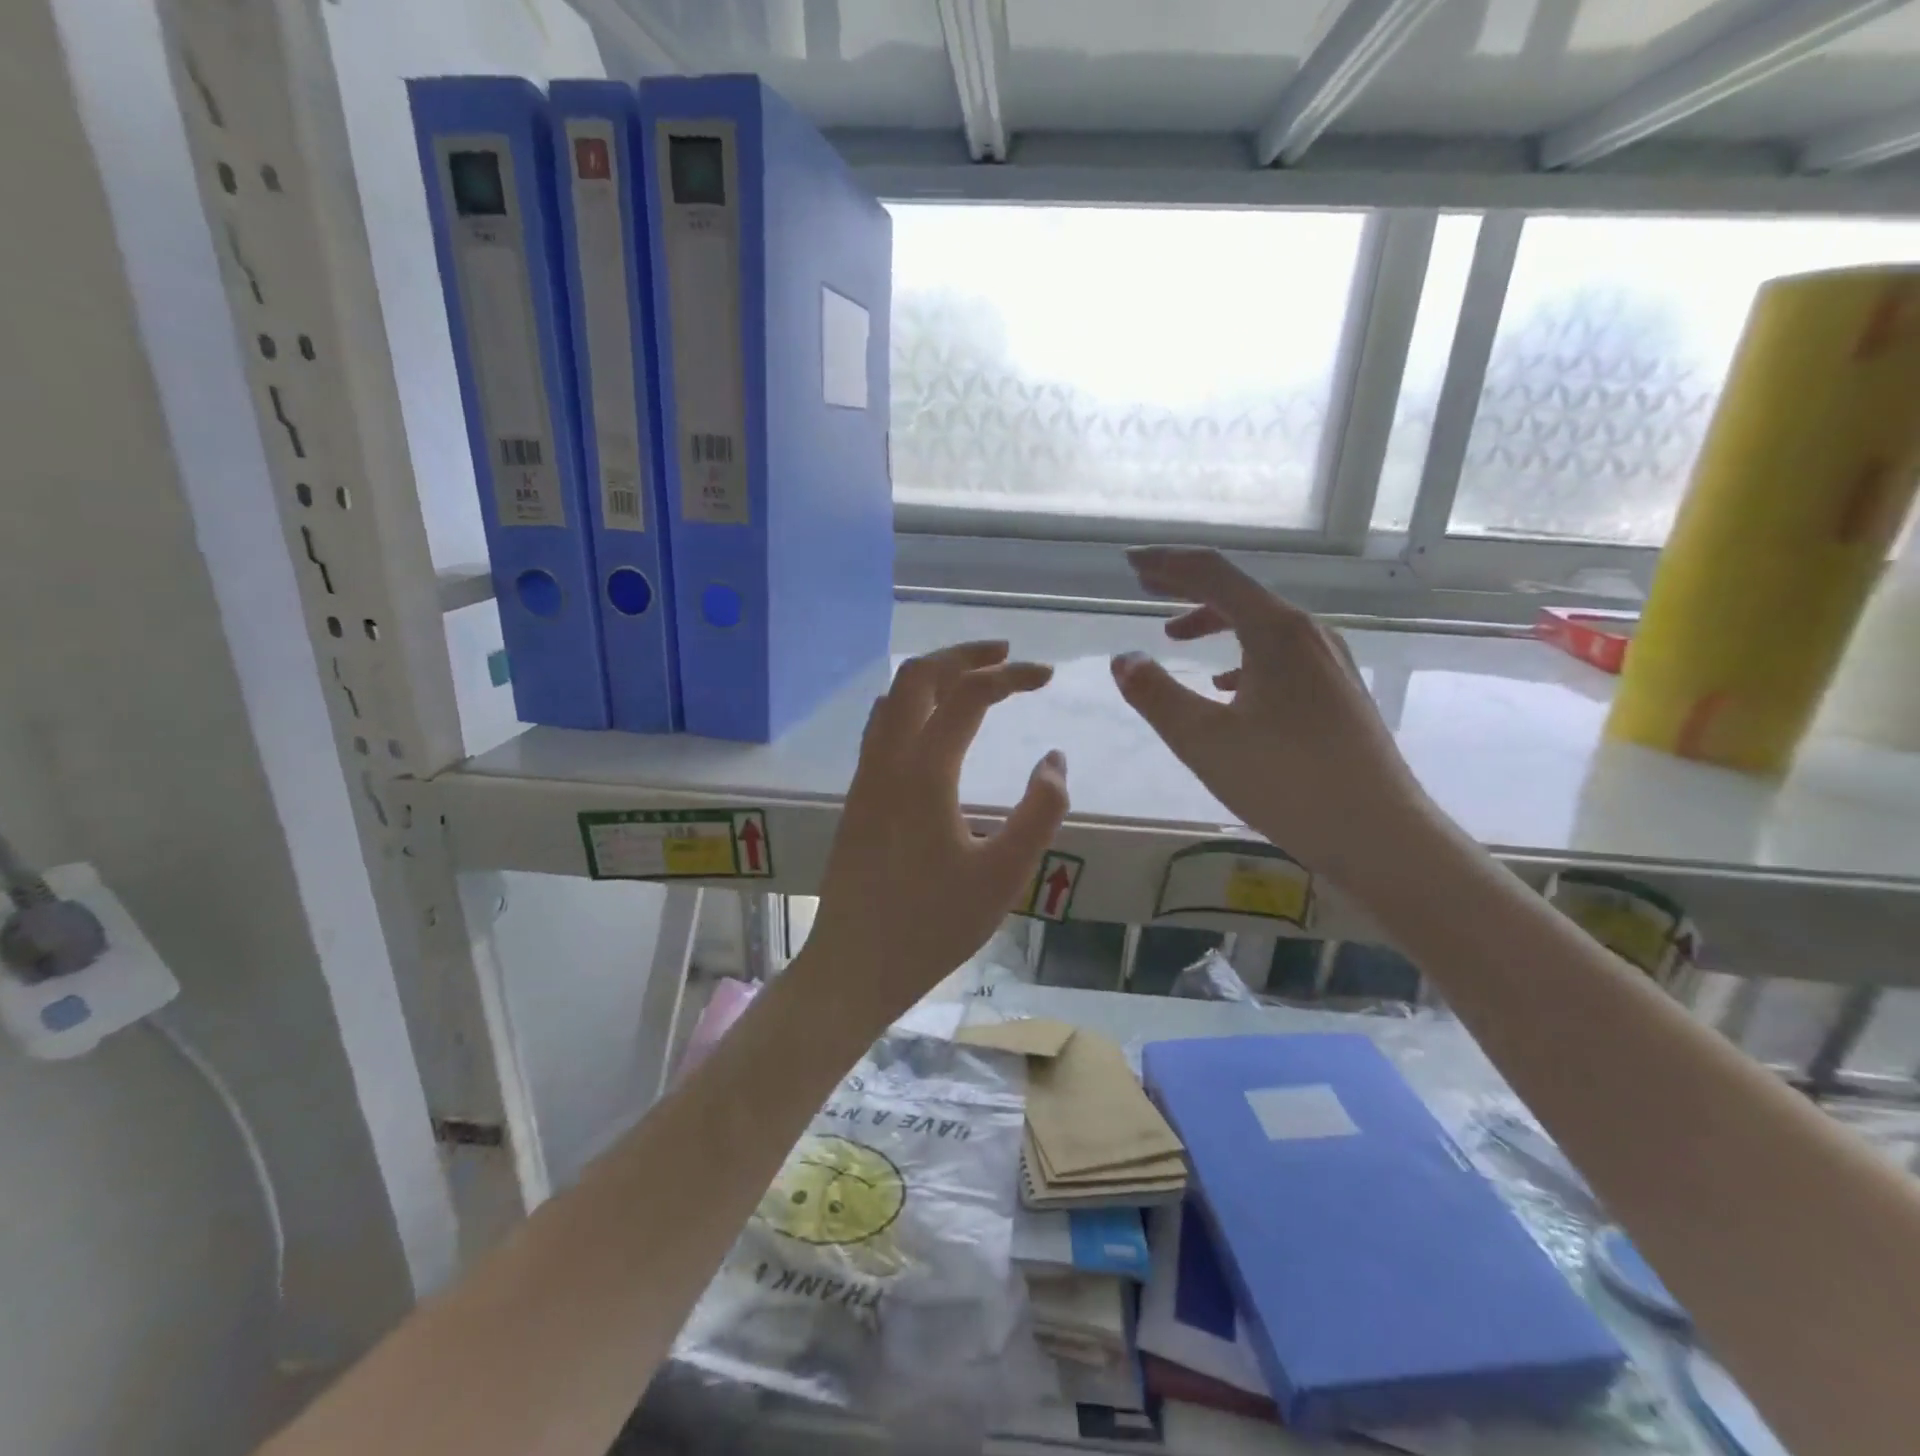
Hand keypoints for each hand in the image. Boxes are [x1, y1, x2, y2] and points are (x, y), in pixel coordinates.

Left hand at [807, 641, 1069, 1015]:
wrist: (854, 965)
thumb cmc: (932, 926)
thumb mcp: (1004, 876)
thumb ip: (1039, 812)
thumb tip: (1054, 760)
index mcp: (924, 772)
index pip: (969, 695)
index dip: (1011, 675)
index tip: (1047, 676)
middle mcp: (887, 760)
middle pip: (918, 676)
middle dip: (964, 654)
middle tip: (1006, 655)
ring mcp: (865, 777)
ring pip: (893, 697)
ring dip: (934, 676)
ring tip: (973, 680)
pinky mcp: (857, 797)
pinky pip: (882, 726)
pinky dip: (913, 704)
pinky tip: (934, 727)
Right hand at [1111, 547, 1430, 885]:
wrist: (1379, 834)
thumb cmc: (1285, 782)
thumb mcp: (1202, 740)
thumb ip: (1155, 694)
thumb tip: (1124, 659)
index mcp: (1275, 632)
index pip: (1214, 575)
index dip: (1168, 565)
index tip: (1131, 564)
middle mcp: (1307, 635)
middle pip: (1239, 593)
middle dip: (1187, 587)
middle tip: (1146, 585)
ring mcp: (1328, 663)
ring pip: (1260, 625)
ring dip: (1214, 622)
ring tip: (1176, 636)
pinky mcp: (1336, 692)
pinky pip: (1279, 655)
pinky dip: (1242, 656)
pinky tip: (1227, 685)